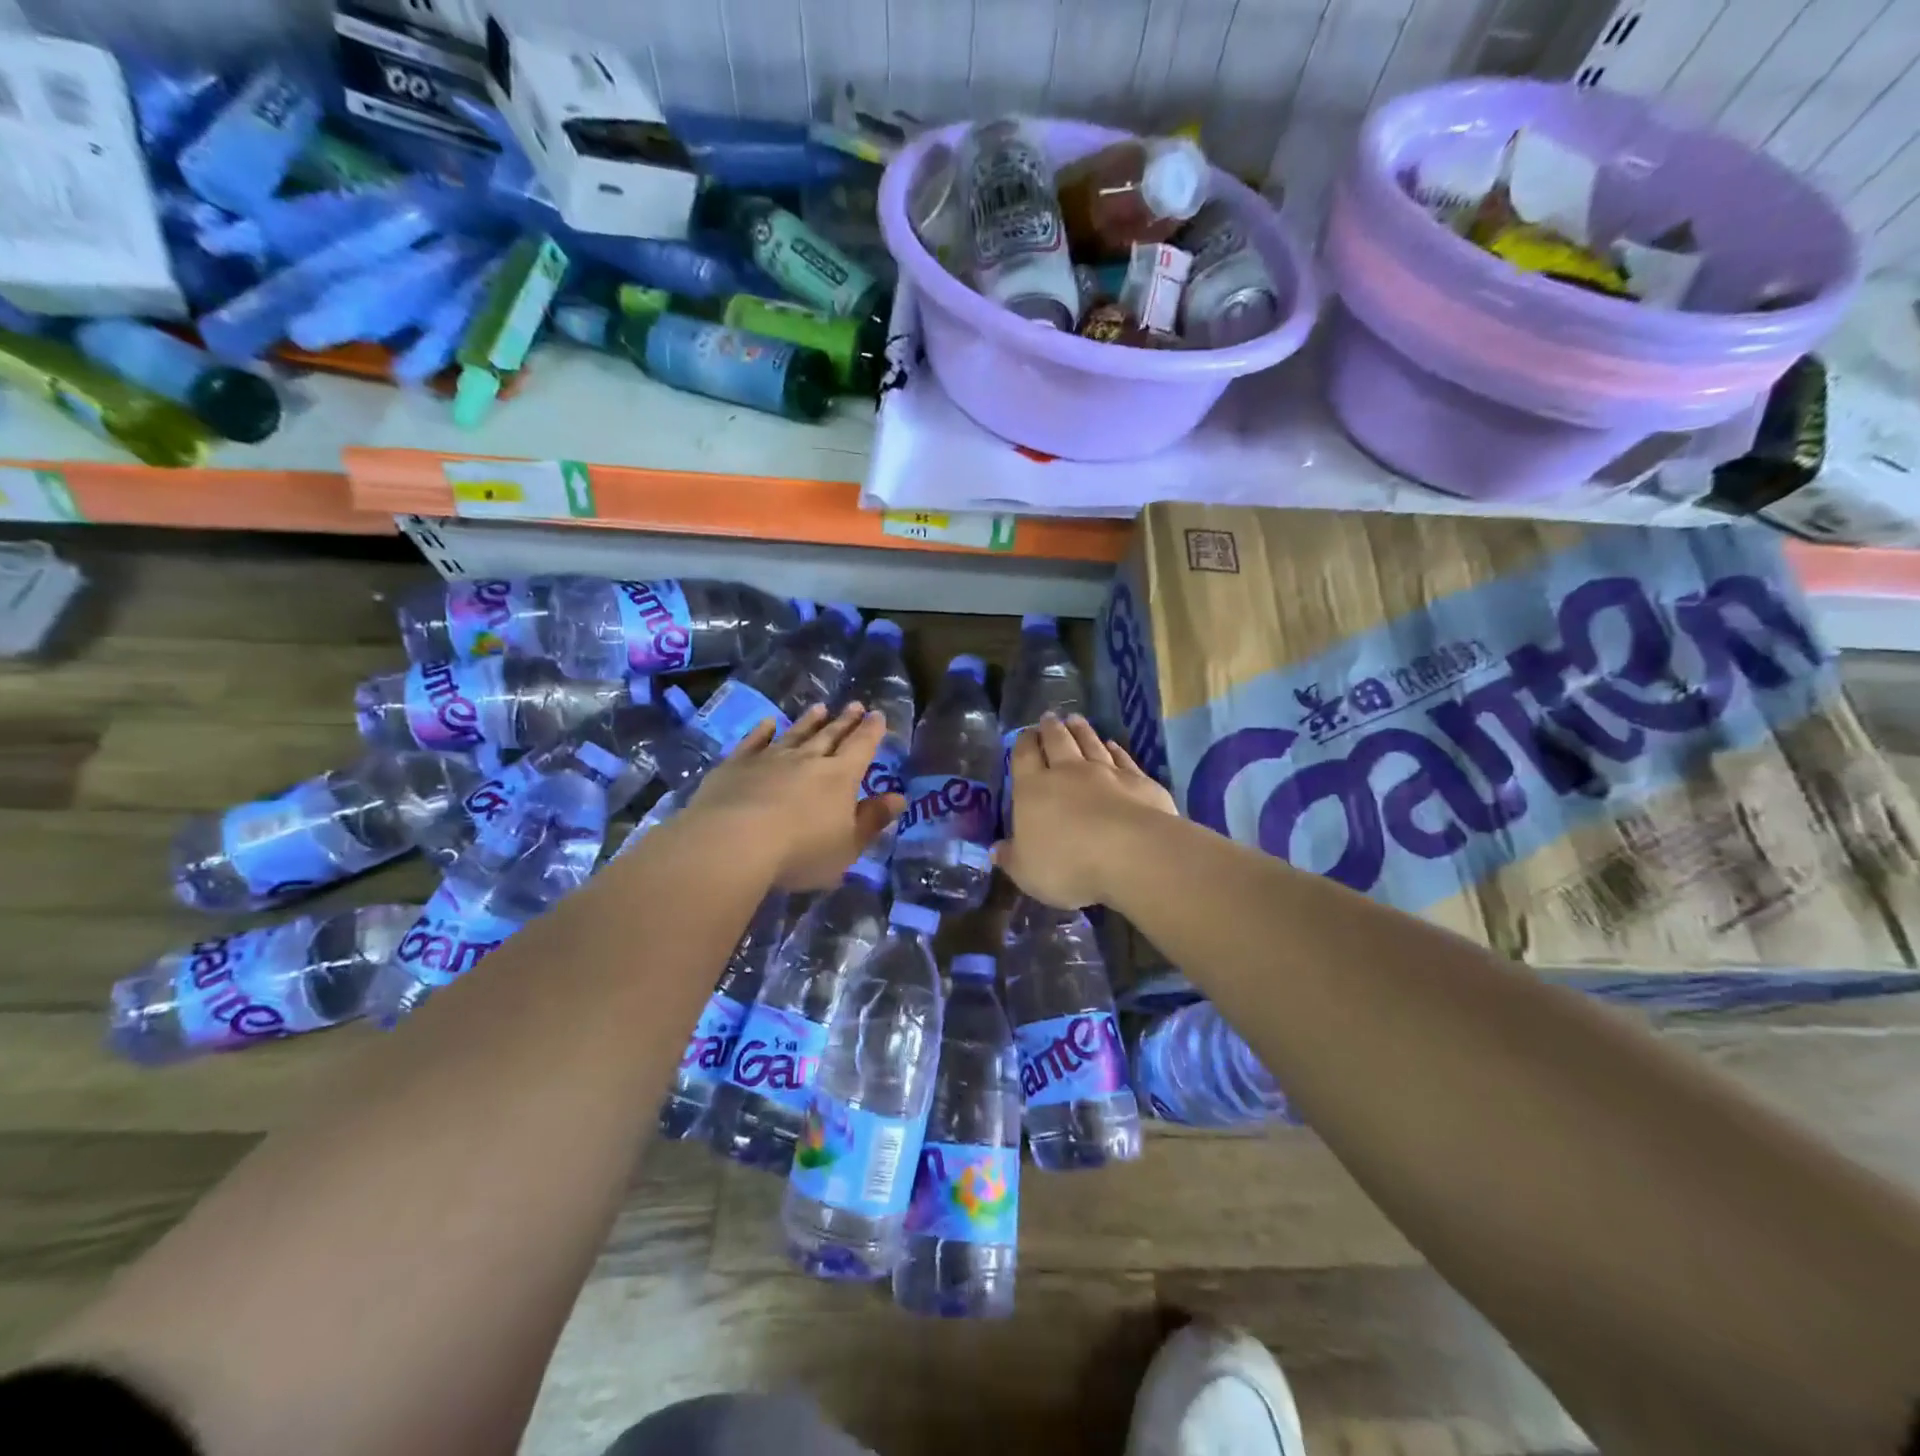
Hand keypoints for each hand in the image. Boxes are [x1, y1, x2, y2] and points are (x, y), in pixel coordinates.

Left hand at [682, 703, 903, 890]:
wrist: (733, 842)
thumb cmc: (800, 851)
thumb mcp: (848, 846)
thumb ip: (872, 820)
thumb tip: (899, 797)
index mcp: (840, 777)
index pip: (861, 748)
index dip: (872, 731)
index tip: (878, 715)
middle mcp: (807, 760)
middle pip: (830, 735)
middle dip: (844, 721)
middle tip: (854, 705)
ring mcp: (770, 758)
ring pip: (795, 734)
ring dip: (809, 721)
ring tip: (819, 707)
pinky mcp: (736, 765)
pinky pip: (754, 742)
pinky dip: (763, 731)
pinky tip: (769, 722)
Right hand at [994, 712, 1176, 907]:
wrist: (1132, 854)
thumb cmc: (1068, 864)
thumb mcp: (1027, 871)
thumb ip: (1011, 858)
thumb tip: (995, 850)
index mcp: (1033, 789)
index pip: (1024, 757)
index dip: (1022, 743)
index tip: (1024, 734)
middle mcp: (1067, 772)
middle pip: (1057, 741)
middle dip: (1050, 729)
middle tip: (1048, 717)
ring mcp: (1106, 773)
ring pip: (1090, 743)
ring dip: (1081, 730)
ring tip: (1075, 718)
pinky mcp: (1138, 781)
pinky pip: (1122, 758)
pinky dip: (1116, 749)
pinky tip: (1112, 744)